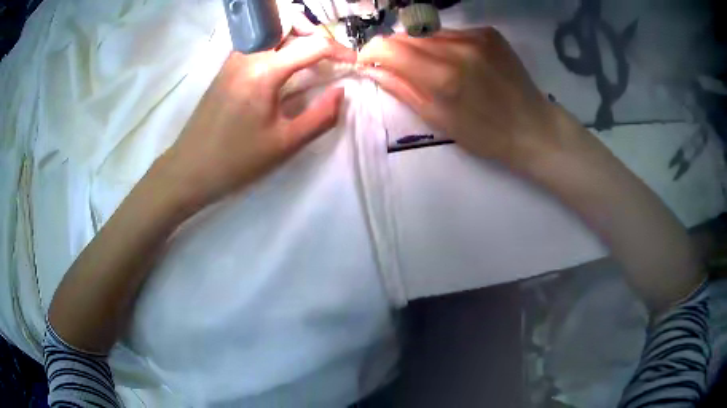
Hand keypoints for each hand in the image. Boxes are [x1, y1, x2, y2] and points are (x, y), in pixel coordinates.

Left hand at [160, 35, 355, 208]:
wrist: (189, 168)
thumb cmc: (237, 160)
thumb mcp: (285, 143)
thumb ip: (321, 116)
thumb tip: (342, 92)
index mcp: (264, 71)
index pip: (312, 45)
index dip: (340, 50)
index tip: (354, 62)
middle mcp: (248, 54)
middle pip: (288, 22)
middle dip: (314, 32)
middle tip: (328, 54)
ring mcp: (234, 58)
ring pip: (272, 29)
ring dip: (295, 35)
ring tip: (309, 57)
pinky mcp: (226, 66)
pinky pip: (258, 42)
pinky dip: (277, 44)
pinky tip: (283, 66)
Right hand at [357, 28, 575, 170]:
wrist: (533, 127)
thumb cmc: (485, 134)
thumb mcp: (439, 120)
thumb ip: (403, 89)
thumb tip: (372, 69)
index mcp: (444, 77)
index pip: (390, 48)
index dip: (371, 51)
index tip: (367, 60)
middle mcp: (459, 49)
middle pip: (408, 35)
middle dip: (394, 48)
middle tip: (397, 66)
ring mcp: (477, 37)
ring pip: (430, 32)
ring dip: (420, 46)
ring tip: (432, 67)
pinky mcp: (489, 33)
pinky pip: (453, 32)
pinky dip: (444, 43)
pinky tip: (457, 61)